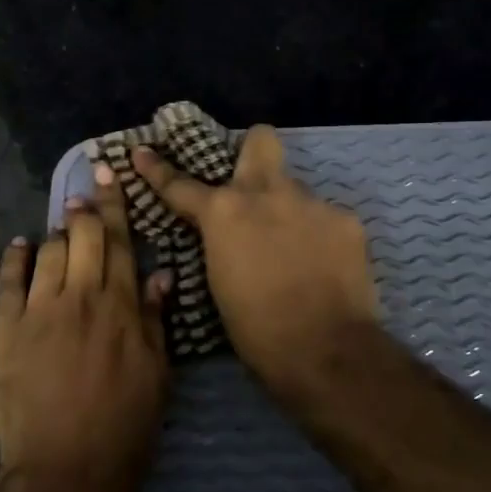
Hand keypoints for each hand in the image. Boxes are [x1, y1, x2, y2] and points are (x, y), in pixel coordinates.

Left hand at [0, 162, 171, 491]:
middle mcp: (81, 296)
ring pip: (48, 251)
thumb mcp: (158, 374)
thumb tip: (160, 274)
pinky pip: (9, 280)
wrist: (68, 469)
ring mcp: (40, 310)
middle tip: (85, 190)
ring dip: (55, 232)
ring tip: (60, 226)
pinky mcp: (8, 329)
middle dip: (85, 206)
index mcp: (122, 305)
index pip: (120, 241)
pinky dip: (15, 258)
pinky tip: (20, 246)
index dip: (115, 203)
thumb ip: (157, 319)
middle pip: (83, 235)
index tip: (109, 172)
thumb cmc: (125, 426)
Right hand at [132, 124, 377, 390]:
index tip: (142, 152)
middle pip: (260, 140)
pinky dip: (319, 237)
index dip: (157, 169)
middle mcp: (267, 192)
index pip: (181, 183)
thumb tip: (227, 234)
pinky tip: (322, 266)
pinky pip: (325, 219)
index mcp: (224, 212)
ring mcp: (312, 202)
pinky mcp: (347, 220)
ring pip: (295, 191)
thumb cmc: (257, 329)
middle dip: (252, 150)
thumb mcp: (219, 281)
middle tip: (251, 181)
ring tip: (294, 252)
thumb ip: (221, 243)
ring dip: (288, 212)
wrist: (326, 351)